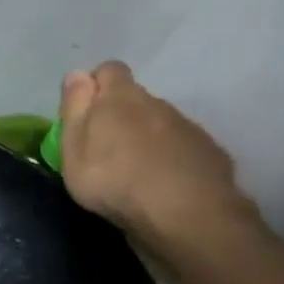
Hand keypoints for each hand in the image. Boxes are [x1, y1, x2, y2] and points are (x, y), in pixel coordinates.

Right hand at [58, 62, 254, 248]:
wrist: (184, 213)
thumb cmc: (113, 179)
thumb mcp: (73, 148)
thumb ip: (74, 109)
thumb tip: (76, 74)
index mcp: (121, 98)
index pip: (109, 70)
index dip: (95, 85)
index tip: (84, 113)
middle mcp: (157, 103)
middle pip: (135, 99)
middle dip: (120, 116)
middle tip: (103, 150)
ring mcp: (187, 126)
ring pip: (160, 123)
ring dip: (146, 138)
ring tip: (133, 172)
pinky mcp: (209, 151)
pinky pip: (182, 146)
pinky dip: (170, 158)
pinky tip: (162, 184)